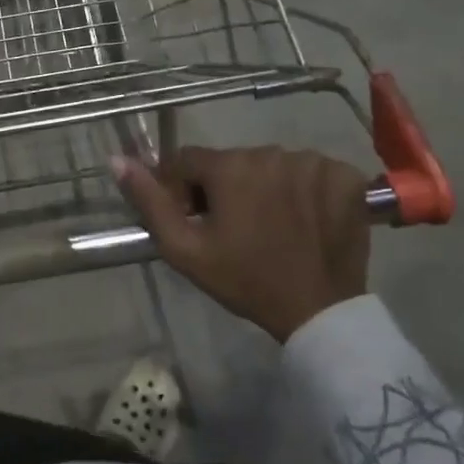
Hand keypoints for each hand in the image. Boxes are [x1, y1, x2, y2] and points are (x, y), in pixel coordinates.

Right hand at [112, 146, 369, 342]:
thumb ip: (149, 201)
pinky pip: (312, 172)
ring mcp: (313, 162)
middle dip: (225, 189)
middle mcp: (271, 152)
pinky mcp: (345, 176)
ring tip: (271, 227)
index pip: (188, 161)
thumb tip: (117, 160)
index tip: (196, 222)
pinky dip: (305, 190)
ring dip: (265, 188)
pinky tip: (306, 219)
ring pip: (272, 165)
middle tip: (234, 231)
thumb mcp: (184, 249)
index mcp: (229, 166)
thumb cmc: (244, 280)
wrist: (318, 311)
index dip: (183, 191)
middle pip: (232, 163)